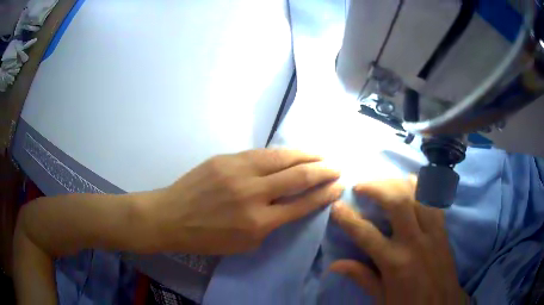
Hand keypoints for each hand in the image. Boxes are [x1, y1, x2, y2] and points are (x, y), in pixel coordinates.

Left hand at [141, 149, 342, 254]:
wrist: (171, 216)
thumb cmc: (207, 238)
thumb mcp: (245, 243)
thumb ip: (271, 224)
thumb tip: (288, 205)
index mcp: (259, 222)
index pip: (302, 204)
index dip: (324, 194)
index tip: (338, 187)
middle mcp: (253, 193)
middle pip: (298, 176)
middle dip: (322, 170)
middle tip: (336, 167)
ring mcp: (238, 171)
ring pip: (282, 157)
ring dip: (306, 155)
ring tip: (321, 154)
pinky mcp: (226, 158)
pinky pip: (261, 153)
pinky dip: (281, 153)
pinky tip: (291, 152)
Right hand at [330, 179, 468, 304]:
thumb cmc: (408, 304)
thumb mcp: (381, 297)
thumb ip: (361, 277)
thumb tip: (334, 264)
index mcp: (394, 262)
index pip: (366, 234)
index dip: (348, 218)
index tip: (337, 205)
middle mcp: (414, 242)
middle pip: (397, 202)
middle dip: (376, 188)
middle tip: (361, 186)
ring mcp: (432, 232)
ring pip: (418, 195)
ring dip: (398, 183)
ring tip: (384, 182)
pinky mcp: (443, 230)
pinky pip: (434, 201)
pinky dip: (422, 187)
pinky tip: (412, 183)